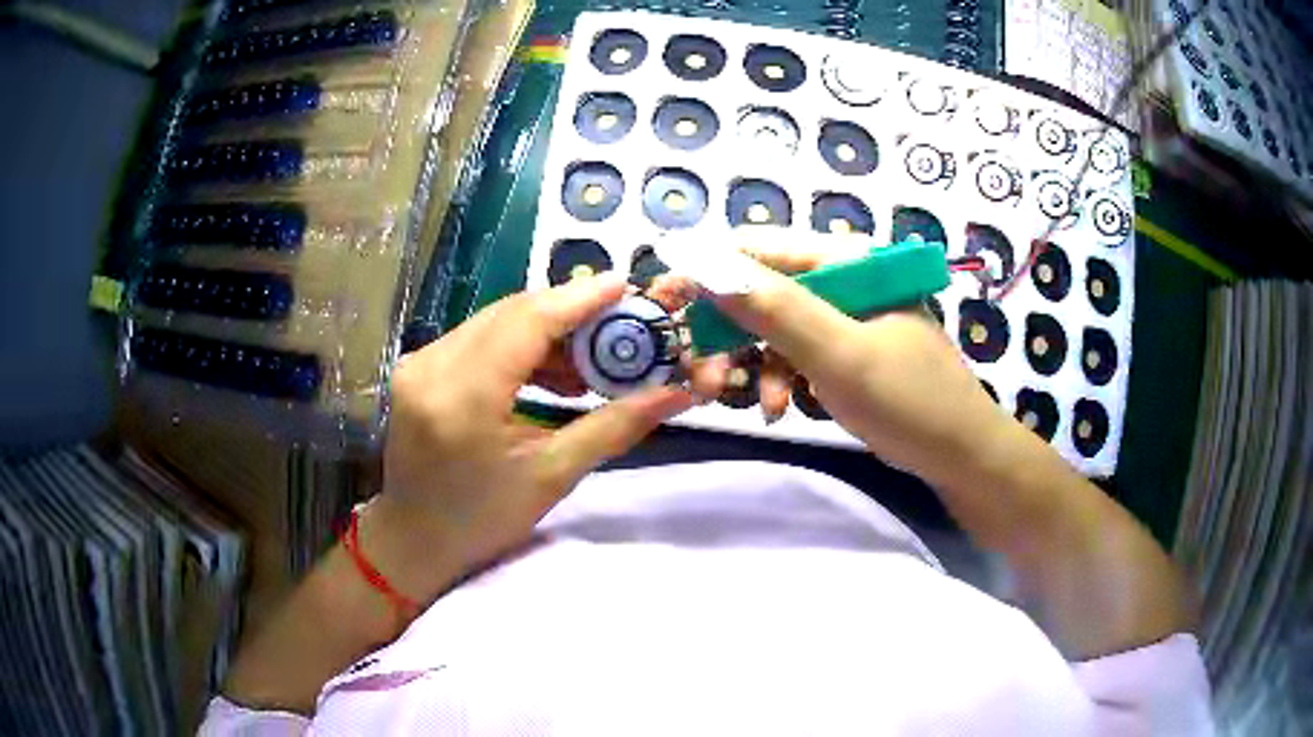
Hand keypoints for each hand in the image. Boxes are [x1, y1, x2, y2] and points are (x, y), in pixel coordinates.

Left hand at [369, 274, 694, 601]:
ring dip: (546, 330)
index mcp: (463, 397)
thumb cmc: (482, 519)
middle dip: (569, 312)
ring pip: (495, 321)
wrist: (415, 539)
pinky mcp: (417, 366)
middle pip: (511, 312)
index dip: (579, 299)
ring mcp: (419, 362)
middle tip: (619, 324)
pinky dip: (518, 345)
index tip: (626, 285)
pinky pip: (477, 337)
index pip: (527, 323)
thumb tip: (675, 394)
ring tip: (590, 359)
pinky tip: (551, 371)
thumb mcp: (552, 476)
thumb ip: (614, 426)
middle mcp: (432, 366)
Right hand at [713, 246, 1012, 482]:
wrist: (961, 457)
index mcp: (849, 260)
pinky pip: (797, 355)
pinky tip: (783, 409)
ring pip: (776, 330)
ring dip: (756, 366)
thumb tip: (703, 262)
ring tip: (758, 408)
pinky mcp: (847, 351)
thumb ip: (774, 308)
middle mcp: (844, 280)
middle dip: (732, 335)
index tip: (666, 304)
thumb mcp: (839, 354)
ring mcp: (846, 317)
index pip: (761, 248)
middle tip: (702, 376)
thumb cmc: (909, 400)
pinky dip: (783, 380)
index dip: (709, 272)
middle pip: (764, 292)